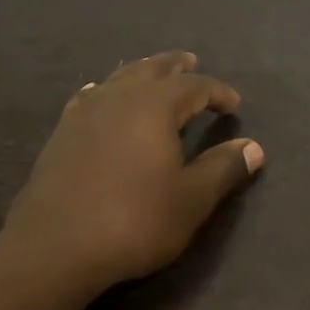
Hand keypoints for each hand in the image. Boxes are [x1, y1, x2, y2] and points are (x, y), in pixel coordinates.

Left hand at [7, 52, 264, 291]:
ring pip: (118, 79)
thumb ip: (223, 168)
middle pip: (152, 70)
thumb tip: (254, 147)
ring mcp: (84, 114)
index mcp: (154, 107)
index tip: (234, 104)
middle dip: (176, 67)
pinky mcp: (61, 135)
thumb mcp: (191, 199)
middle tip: (192, 62)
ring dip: (141, 73)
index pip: (194, 86)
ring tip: (153, 75)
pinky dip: (106, 92)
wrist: (56, 246)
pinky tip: (100, 95)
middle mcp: (118, 98)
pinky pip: (90, 98)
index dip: (217, 92)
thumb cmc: (134, 221)